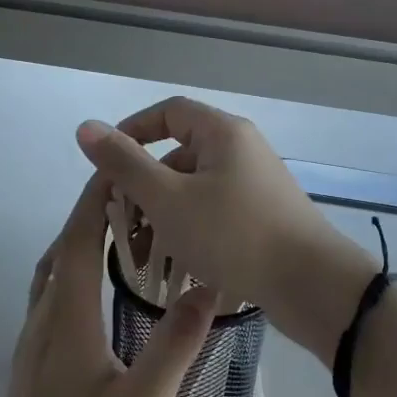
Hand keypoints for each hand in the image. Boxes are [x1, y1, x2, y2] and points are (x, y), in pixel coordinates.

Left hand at [0, 172, 217, 396]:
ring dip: (76, 245)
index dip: (93, 203)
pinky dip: (69, 274)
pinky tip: (94, 295)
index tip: (115, 170)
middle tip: (127, 199)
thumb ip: (175, 347)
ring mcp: (31, 348)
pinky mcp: (32, 368)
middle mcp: (43, 324)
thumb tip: (205, 289)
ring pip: (49, 277)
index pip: (76, 244)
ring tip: (114, 237)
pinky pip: (49, 301)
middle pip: (58, 253)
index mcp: (67, 322)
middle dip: (87, 217)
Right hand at [75, 97, 377, 362]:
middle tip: (120, 226)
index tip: (105, 165)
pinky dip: (189, 233)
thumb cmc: (234, 234)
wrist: (311, 284)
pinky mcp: (262, 218)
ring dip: (163, 217)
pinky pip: (214, 215)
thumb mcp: (169, 199)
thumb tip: (86, 127)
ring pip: (194, 191)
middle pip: (179, 156)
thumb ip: (125, 163)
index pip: (169, 112)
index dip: (132, 131)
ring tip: (142, 258)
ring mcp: (255, 186)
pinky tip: (174, 267)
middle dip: (143, 189)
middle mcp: (241, 151)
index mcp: (223, 133)